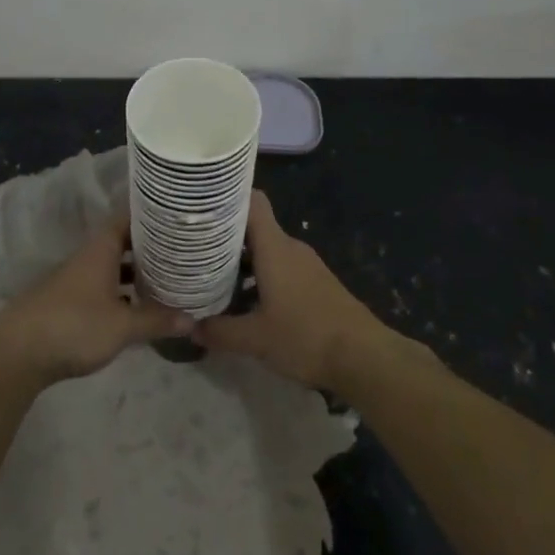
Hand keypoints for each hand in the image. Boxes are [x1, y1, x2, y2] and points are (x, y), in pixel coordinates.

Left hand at [0, 214, 192, 384]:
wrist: (17, 352)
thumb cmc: (74, 326)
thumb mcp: (122, 326)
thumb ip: (156, 320)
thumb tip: (193, 318)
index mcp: (100, 250)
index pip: (128, 219)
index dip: (151, 216)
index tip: (177, 217)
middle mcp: (88, 258)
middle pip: (122, 243)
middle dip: (149, 247)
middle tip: (181, 250)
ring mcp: (75, 280)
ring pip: (112, 267)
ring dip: (135, 272)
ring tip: (167, 278)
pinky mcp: (68, 303)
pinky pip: (102, 287)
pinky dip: (121, 292)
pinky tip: (137, 308)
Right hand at [194, 191, 391, 390]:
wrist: (365, 358)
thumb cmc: (306, 336)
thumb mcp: (255, 339)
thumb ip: (219, 331)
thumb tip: (189, 327)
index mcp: (275, 247)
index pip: (252, 201)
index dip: (227, 196)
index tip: (200, 203)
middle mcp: (291, 248)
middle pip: (254, 228)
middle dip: (224, 236)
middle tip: (193, 247)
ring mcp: (306, 266)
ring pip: (267, 252)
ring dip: (241, 262)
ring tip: (211, 277)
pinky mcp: (316, 285)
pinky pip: (280, 269)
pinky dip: (259, 278)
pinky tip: (245, 302)